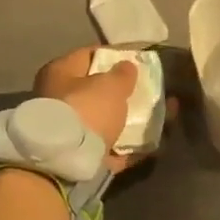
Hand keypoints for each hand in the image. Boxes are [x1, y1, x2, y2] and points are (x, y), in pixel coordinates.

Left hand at [32, 47, 163, 174]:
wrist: (66, 164)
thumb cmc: (86, 109)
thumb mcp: (111, 85)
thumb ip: (123, 74)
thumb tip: (126, 67)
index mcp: (59, 73)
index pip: (88, 56)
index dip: (114, 55)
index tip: (137, 60)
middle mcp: (58, 100)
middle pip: (96, 92)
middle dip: (123, 92)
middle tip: (149, 90)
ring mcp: (69, 132)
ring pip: (105, 121)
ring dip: (130, 120)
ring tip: (161, 116)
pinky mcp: (80, 159)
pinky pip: (111, 148)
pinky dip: (131, 146)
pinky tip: (155, 144)